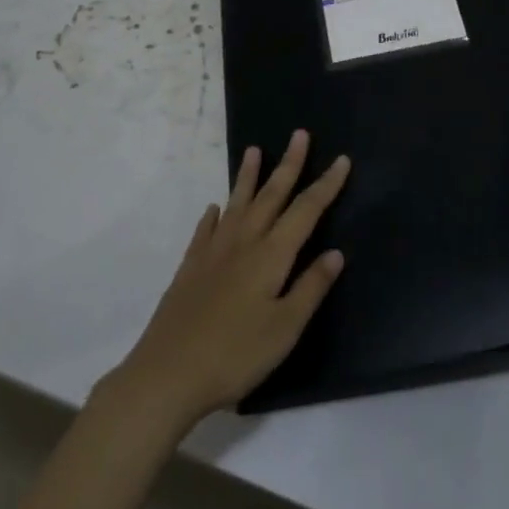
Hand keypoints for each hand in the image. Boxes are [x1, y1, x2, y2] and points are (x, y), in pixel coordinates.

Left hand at [101, 130, 349, 431]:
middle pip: (271, 195)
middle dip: (288, 164)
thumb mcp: (284, 329)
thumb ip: (310, 288)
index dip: (326, 185)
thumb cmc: (235, 355)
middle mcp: (244, 242)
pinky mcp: (190, 268)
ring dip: (248, 177)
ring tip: (253, 150)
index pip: (306, 211)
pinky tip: (214, 209)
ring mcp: (213, 252)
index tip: (341, 159)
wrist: (167, 374)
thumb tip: (335, 252)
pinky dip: (213, 215)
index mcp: (271, 256)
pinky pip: (205, 230)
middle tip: (299, 134)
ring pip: (237, 204)